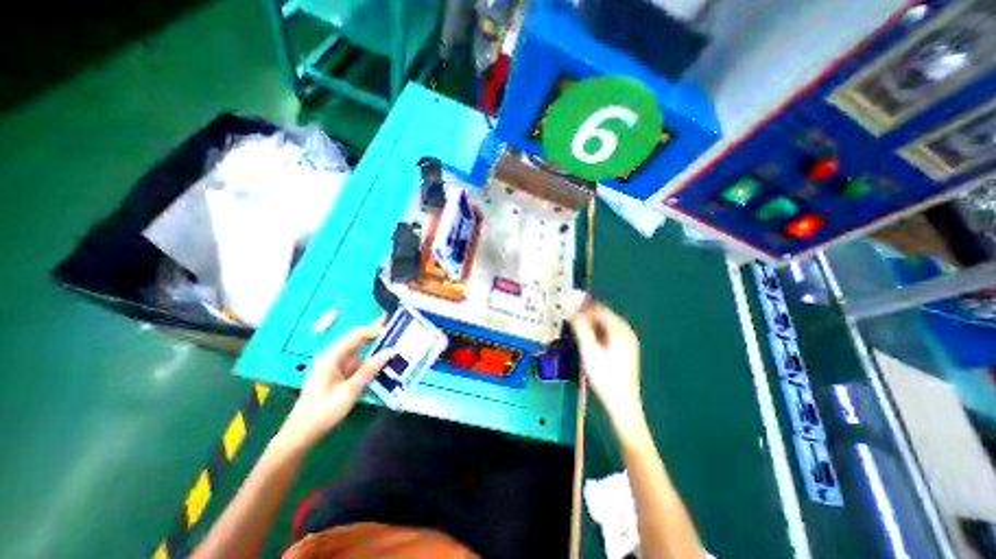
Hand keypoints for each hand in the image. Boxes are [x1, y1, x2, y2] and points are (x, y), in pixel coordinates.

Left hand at [277, 318, 394, 453]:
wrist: (301, 435)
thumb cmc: (323, 412)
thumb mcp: (349, 391)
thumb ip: (369, 369)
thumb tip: (389, 351)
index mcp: (331, 357)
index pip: (356, 335)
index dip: (374, 329)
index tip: (392, 327)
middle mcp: (332, 357)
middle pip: (356, 340)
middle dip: (375, 334)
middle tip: (395, 330)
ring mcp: (334, 366)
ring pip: (358, 351)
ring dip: (373, 348)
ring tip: (392, 346)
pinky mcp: (337, 374)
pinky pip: (356, 362)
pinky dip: (369, 361)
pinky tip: (381, 364)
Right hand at [567, 298, 646, 428]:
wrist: (622, 403)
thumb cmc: (604, 376)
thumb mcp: (589, 351)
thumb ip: (581, 329)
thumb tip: (573, 312)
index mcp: (620, 331)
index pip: (601, 311)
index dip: (584, 306)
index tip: (570, 306)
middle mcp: (627, 332)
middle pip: (606, 315)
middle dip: (588, 312)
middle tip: (572, 314)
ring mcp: (628, 342)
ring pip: (608, 324)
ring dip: (593, 321)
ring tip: (577, 323)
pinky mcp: (627, 350)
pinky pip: (611, 332)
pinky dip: (599, 330)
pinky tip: (590, 336)